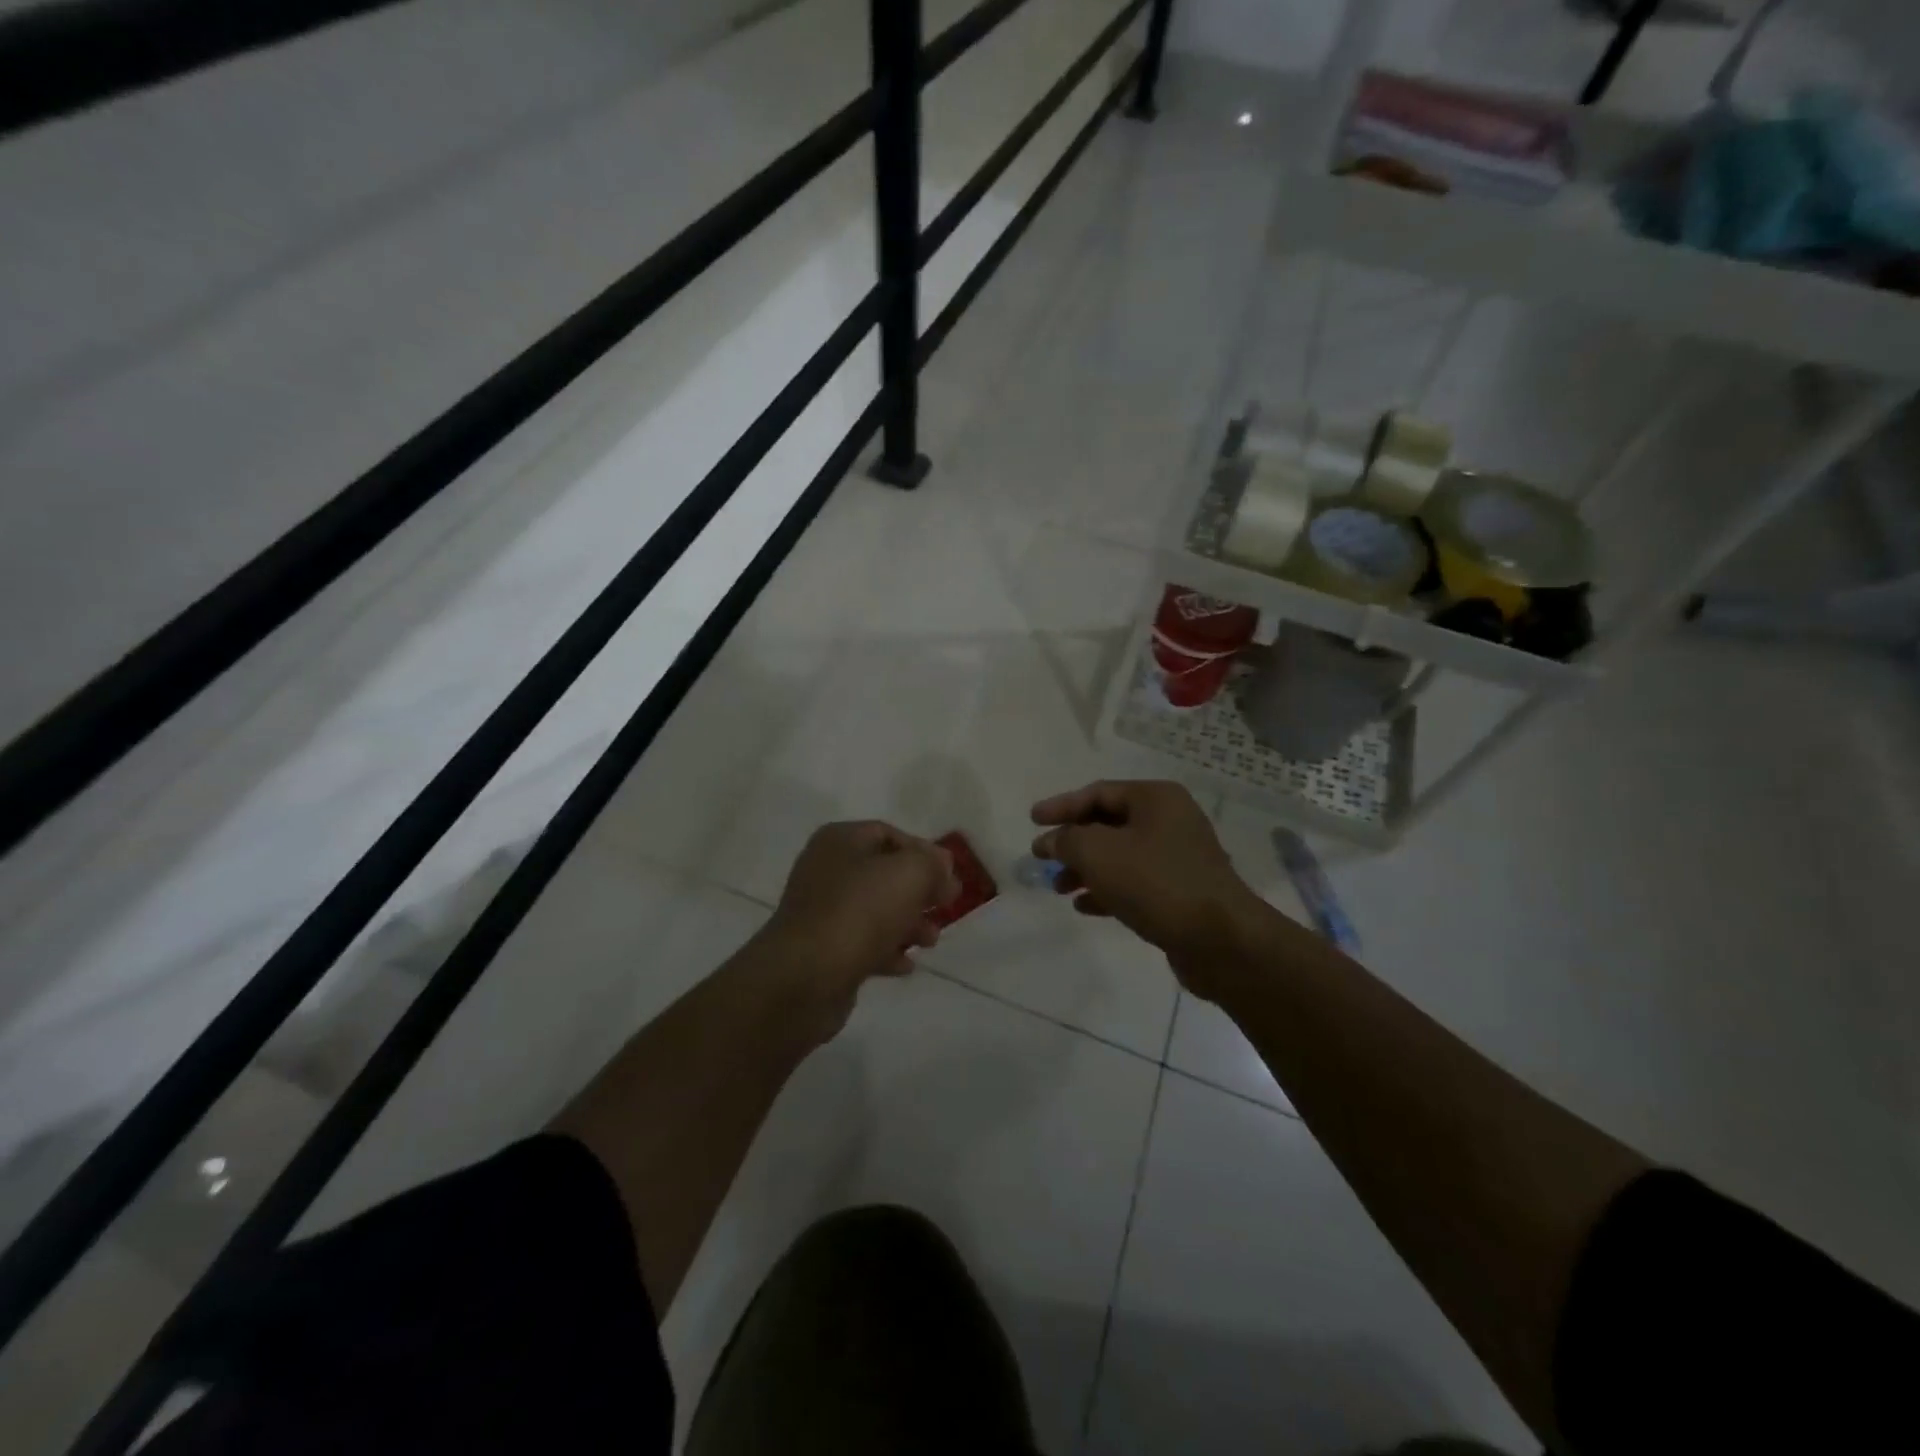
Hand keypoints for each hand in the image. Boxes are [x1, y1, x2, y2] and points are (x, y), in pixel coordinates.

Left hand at [753, 821, 958, 1037]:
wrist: (805, 977)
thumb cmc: (859, 912)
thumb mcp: (909, 874)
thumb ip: (932, 863)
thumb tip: (941, 865)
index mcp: (840, 841)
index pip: (889, 834)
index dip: (923, 852)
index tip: (949, 877)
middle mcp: (826, 870)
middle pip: (883, 873)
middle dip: (919, 891)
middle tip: (946, 907)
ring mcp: (821, 912)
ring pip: (875, 910)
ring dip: (908, 923)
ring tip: (931, 941)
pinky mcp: (822, 950)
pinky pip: (862, 943)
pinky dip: (887, 950)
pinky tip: (906, 965)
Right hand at [1031, 780, 1267, 997]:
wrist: (1219, 940)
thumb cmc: (1155, 882)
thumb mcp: (1098, 853)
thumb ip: (1066, 840)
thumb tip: (1049, 841)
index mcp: (1156, 799)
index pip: (1098, 793)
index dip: (1061, 806)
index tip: (1031, 821)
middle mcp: (1170, 821)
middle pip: (1108, 824)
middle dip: (1072, 842)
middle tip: (1043, 859)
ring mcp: (1178, 857)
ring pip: (1120, 856)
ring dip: (1086, 869)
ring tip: (1059, 888)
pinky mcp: (1181, 892)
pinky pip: (1135, 883)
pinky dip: (1107, 890)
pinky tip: (1084, 907)